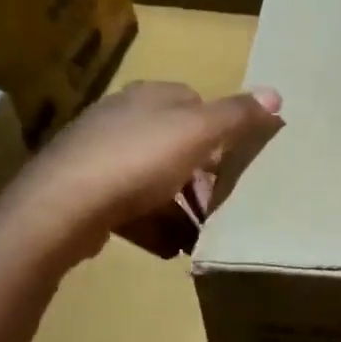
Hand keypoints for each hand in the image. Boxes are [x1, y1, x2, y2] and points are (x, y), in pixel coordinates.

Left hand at [1, 81, 282, 266]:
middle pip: (175, 144)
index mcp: (150, 97)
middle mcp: (122, 118)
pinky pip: (130, 206)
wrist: (64, 205)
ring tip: (199, 236)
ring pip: (154, 178)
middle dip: (200, 177)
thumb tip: (276, 93)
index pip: (195, 103)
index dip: (219, 132)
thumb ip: (237, 116)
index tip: (234, 163)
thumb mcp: (198, 134)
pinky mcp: (85, 190)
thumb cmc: (138, 161)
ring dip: (179, 207)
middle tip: (218, 205)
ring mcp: (99, 154)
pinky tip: (168, 248)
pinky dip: (153, 225)